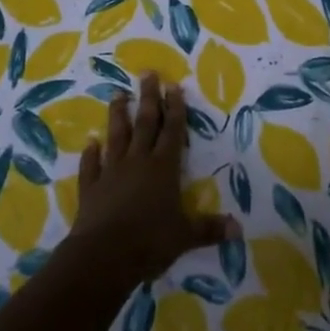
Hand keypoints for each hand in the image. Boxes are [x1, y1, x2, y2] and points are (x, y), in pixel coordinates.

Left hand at [68, 73, 236, 286]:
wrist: (103, 256)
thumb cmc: (150, 241)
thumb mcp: (185, 236)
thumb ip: (209, 229)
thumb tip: (239, 229)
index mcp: (163, 168)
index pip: (172, 132)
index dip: (175, 108)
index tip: (173, 85)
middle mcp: (138, 162)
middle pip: (145, 124)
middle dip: (149, 98)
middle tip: (147, 73)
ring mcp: (112, 172)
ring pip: (116, 136)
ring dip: (118, 115)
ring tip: (118, 94)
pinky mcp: (91, 188)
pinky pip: (91, 166)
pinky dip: (91, 154)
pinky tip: (90, 142)